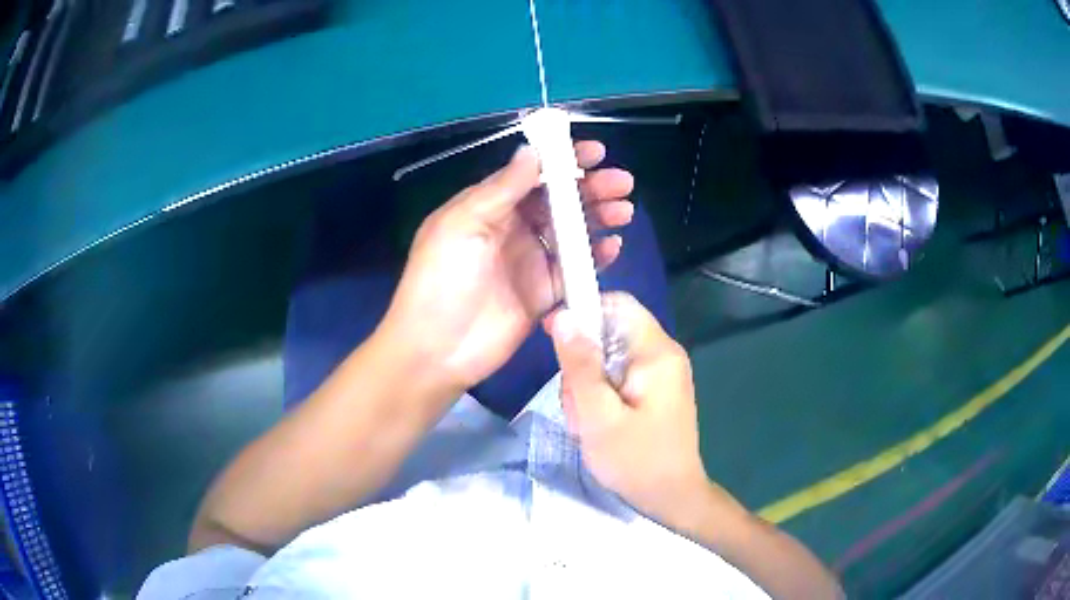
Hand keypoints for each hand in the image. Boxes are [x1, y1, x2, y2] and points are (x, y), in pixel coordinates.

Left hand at [381, 142, 634, 393]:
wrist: (436, 349)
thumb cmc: (440, 279)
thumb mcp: (463, 224)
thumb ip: (501, 189)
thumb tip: (532, 151)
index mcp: (488, 206)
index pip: (531, 174)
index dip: (562, 160)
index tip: (595, 152)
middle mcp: (512, 228)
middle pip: (558, 201)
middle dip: (591, 188)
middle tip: (621, 182)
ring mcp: (530, 261)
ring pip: (572, 231)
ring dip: (599, 217)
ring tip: (624, 210)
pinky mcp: (544, 293)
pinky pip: (575, 269)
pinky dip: (596, 256)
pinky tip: (613, 246)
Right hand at [546, 293, 718, 525]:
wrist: (672, 499)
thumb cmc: (636, 461)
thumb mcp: (598, 416)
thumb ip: (580, 366)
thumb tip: (562, 316)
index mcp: (657, 353)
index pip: (618, 304)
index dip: (583, 311)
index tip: (554, 338)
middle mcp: (663, 354)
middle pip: (610, 332)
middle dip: (583, 363)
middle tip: (577, 404)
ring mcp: (661, 373)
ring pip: (609, 357)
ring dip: (588, 385)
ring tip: (587, 422)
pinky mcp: (655, 390)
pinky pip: (618, 377)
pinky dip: (600, 396)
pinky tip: (597, 425)